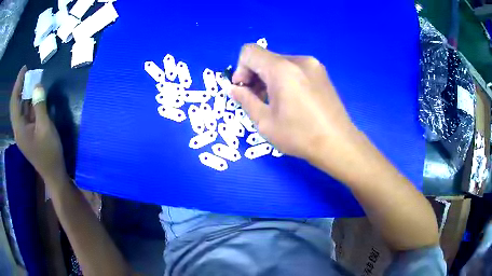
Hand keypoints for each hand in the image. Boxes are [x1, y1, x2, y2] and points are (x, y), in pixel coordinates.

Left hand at [10, 66, 66, 182]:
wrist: (53, 173)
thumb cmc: (49, 152)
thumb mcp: (46, 127)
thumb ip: (40, 106)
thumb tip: (37, 86)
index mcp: (19, 129)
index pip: (14, 101)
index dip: (18, 83)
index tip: (24, 68)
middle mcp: (18, 130)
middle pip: (15, 105)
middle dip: (20, 87)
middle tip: (28, 73)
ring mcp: (22, 133)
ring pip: (20, 109)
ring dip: (24, 95)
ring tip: (31, 81)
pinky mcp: (27, 134)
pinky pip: (25, 115)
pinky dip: (28, 103)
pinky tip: (34, 97)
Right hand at [231, 45, 365, 179]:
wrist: (338, 143)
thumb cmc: (300, 136)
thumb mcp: (265, 122)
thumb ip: (245, 100)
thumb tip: (234, 89)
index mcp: (282, 69)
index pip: (250, 52)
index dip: (240, 68)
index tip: (244, 89)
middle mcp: (299, 60)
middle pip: (265, 57)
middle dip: (254, 75)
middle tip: (256, 99)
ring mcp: (313, 65)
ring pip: (280, 63)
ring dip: (269, 78)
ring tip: (273, 102)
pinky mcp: (322, 73)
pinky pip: (295, 69)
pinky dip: (284, 79)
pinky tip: (290, 100)